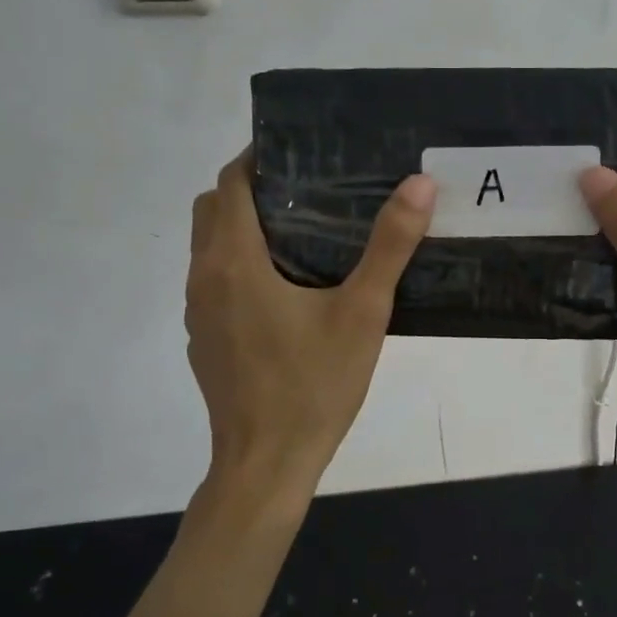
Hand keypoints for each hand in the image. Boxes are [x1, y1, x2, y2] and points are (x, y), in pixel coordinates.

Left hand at [186, 150, 435, 493]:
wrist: (266, 464)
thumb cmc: (313, 385)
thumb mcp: (362, 313)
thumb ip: (390, 246)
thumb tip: (419, 184)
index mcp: (233, 261)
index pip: (230, 183)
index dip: (258, 159)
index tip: (299, 152)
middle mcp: (203, 278)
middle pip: (213, 209)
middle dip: (251, 189)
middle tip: (307, 189)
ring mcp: (197, 312)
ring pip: (209, 247)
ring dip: (242, 228)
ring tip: (302, 231)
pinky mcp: (203, 340)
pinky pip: (214, 282)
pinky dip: (239, 265)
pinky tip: (286, 289)